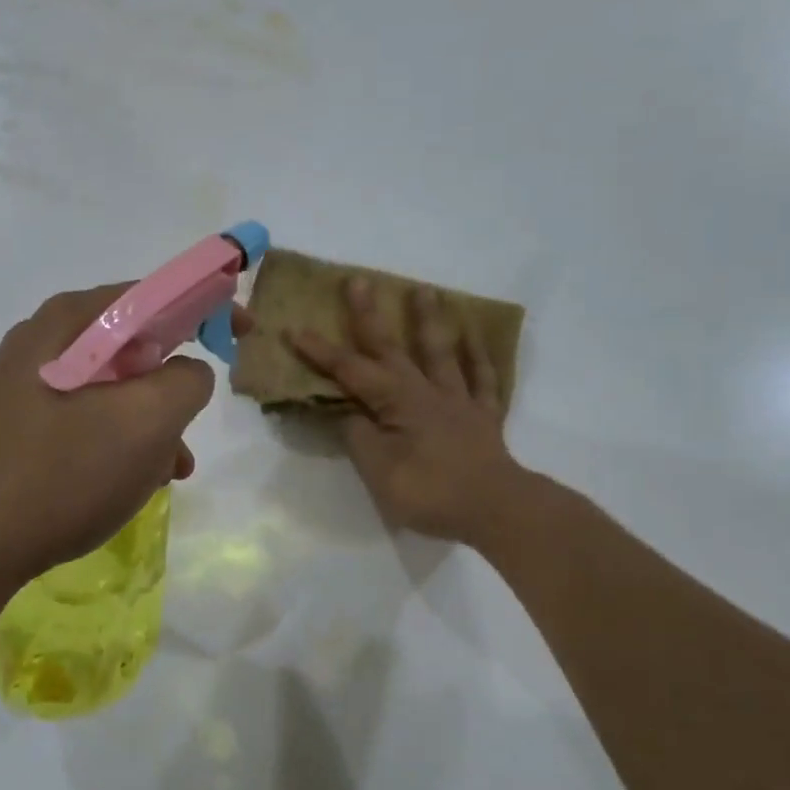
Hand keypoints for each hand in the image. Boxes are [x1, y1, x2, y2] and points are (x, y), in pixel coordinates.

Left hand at [0, 284, 231, 593]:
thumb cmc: (61, 474)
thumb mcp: (145, 422)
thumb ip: (186, 380)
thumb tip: (187, 372)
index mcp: (68, 322)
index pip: (152, 293)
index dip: (206, 306)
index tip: (242, 335)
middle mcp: (41, 343)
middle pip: (132, 346)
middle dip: (172, 385)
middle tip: (193, 423)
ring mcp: (23, 388)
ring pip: (112, 391)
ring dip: (150, 425)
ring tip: (169, 471)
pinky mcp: (16, 429)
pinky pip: (85, 421)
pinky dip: (118, 444)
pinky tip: (131, 485)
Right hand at [290, 279, 521, 544]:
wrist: (495, 508)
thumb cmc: (430, 491)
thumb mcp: (378, 471)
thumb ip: (358, 437)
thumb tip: (347, 413)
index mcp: (397, 402)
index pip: (350, 371)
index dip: (321, 352)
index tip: (295, 330)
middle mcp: (426, 391)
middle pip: (392, 348)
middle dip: (369, 316)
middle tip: (358, 281)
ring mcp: (459, 400)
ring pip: (441, 352)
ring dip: (429, 321)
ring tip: (424, 290)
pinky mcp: (484, 416)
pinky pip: (483, 379)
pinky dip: (479, 356)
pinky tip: (475, 336)